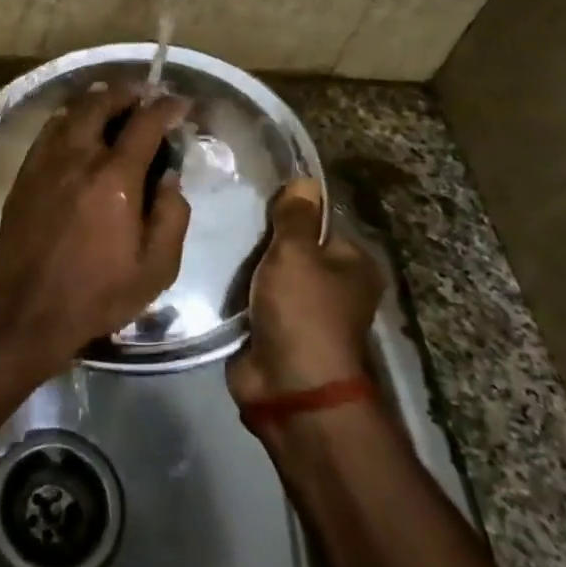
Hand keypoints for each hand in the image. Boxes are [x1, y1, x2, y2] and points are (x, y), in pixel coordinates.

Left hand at [0, 79, 191, 372]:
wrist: (27, 308)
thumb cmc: (98, 292)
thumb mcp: (157, 268)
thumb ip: (172, 216)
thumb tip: (170, 176)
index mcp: (116, 178)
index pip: (146, 123)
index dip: (167, 107)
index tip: (180, 103)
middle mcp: (79, 157)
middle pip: (101, 103)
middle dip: (127, 92)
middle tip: (144, 94)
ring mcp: (46, 162)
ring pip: (71, 112)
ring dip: (96, 100)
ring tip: (112, 102)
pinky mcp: (25, 174)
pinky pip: (48, 130)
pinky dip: (68, 118)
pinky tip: (76, 126)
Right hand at [227, 178, 384, 408]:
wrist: (288, 387)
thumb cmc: (302, 311)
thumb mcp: (296, 254)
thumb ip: (295, 217)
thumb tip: (305, 179)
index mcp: (353, 266)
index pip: (320, 224)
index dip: (290, 211)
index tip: (255, 197)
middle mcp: (333, 289)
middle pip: (293, 250)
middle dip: (262, 240)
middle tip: (227, 217)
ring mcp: (303, 313)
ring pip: (269, 275)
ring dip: (246, 267)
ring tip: (214, 238)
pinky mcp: (274, 332)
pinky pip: (252, 301)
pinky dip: (236, 293)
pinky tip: (212, 272)